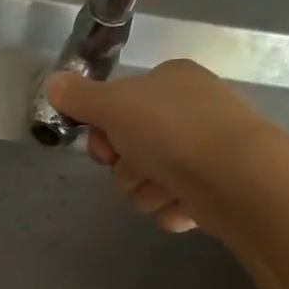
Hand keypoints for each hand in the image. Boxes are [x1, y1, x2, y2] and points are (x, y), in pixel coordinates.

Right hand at [44, 60, 274, 236]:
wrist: (236, 178)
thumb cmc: (172, 131)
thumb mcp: (114, 105)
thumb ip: (79, 98)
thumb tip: (53, 83)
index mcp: (170, 81)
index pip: (118, 106)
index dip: (102, 131)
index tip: (105, 146)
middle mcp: (189, 111)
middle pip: (129, 149)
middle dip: (125, 169)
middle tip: (136, 169)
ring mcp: (204, 151)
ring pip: (147, 181)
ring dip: (146, 192)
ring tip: (164, 189)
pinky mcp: (215, 188)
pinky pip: (172, 203)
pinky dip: (171, 208)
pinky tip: (185, 204)